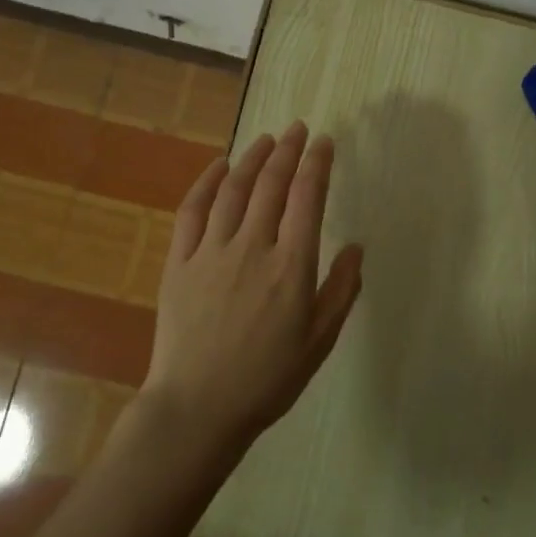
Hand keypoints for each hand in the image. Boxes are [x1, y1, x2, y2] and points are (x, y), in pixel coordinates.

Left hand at [144, 122, 363, 452]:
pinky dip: (206, 182)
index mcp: (291, 267)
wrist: (197, 407)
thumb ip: (341, 290)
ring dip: (252, 159)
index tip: (325, 142)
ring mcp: (211, 252)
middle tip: (298, 129)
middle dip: (288, 151)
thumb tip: (356, 246)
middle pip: (271, 184)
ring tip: (266, 140)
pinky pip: (192, 211)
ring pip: (233, 190)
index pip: (307, 198)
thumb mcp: (319, 341)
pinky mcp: (179, 262)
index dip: (317, 164)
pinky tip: (218, 166)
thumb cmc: (267, 379)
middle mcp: (252, 248)